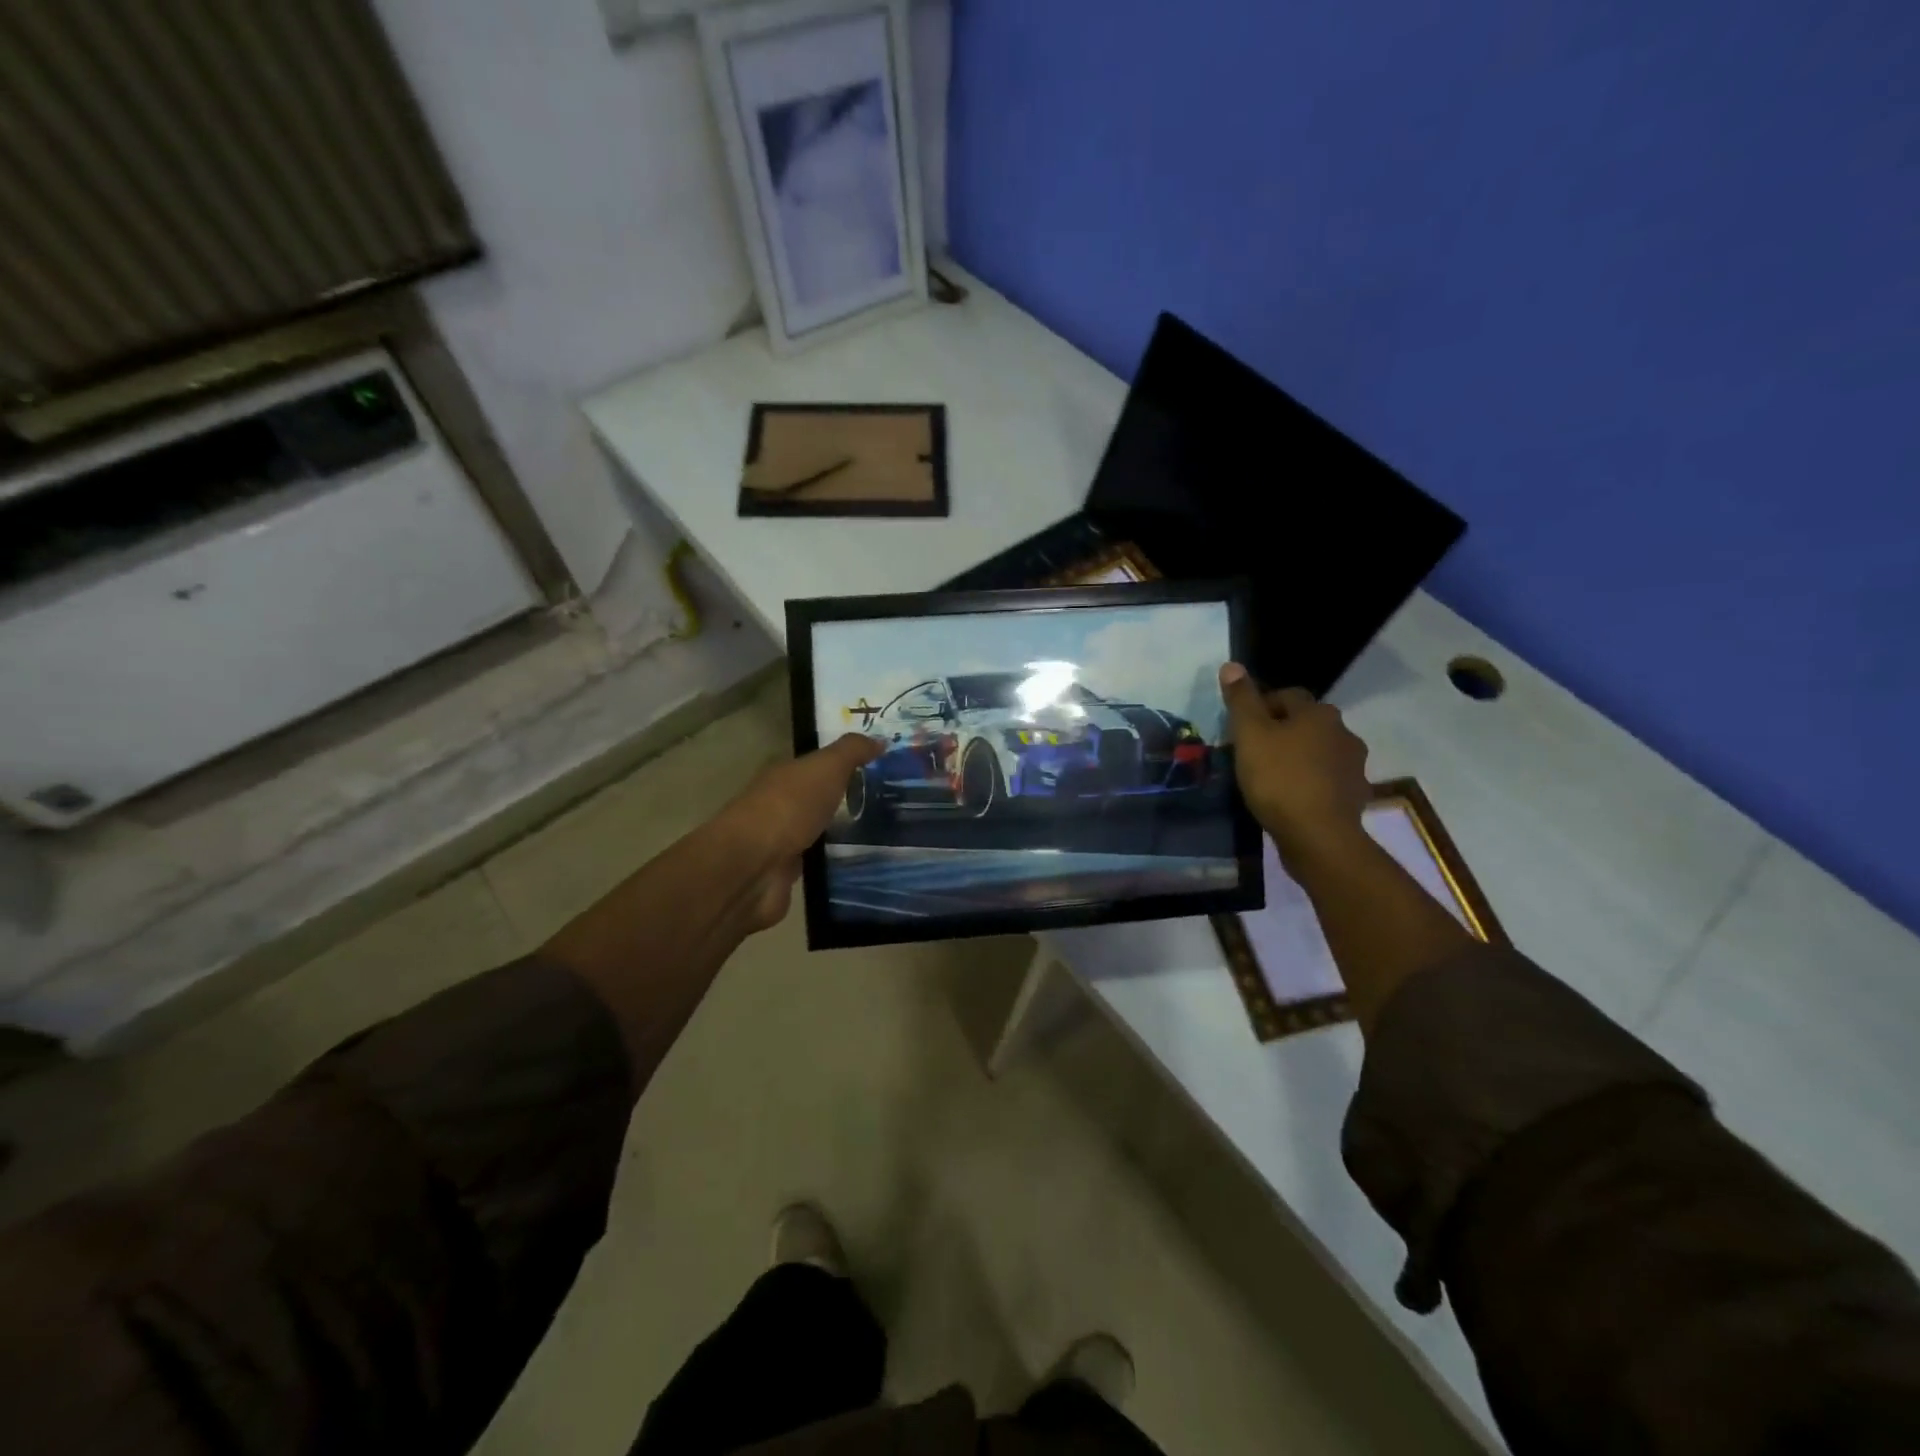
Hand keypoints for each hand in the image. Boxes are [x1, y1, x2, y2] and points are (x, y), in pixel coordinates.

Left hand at [719, 733, 880, 929]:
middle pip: (819, 797)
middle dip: (848, 798)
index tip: (881, 768)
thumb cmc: (789, 808)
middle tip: (891, 802)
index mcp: (785, 775)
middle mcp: (781, 804)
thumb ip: (851, 751)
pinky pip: (818, 861)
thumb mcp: (826, 768)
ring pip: (818, 830)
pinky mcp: (787, 873)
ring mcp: (781, 840)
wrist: (753, 867)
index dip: (847, 763)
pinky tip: (862, 861)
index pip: (818, 764)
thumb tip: (880, 739)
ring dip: (843, 832)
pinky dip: (835, 861)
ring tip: (885, 834)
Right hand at [1219, 663, 1370, 864]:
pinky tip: (1294, 799)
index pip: (1287, 695)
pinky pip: (1328, 781)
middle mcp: (1343, 732)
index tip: (1242, 728)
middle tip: (1254, 752)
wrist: (1318, 837)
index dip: (1262, 707)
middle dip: (1282, 732)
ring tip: (1273, 778)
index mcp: (1318, 713)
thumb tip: (1232, 665)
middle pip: (1306, 723)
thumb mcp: (1249, 735)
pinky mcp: (1355, 796)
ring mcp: (1354, 766)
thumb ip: (1241, 700)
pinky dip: (1312, 784)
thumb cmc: (1279, 779)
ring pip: (1319, 752)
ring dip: (1299, 758)